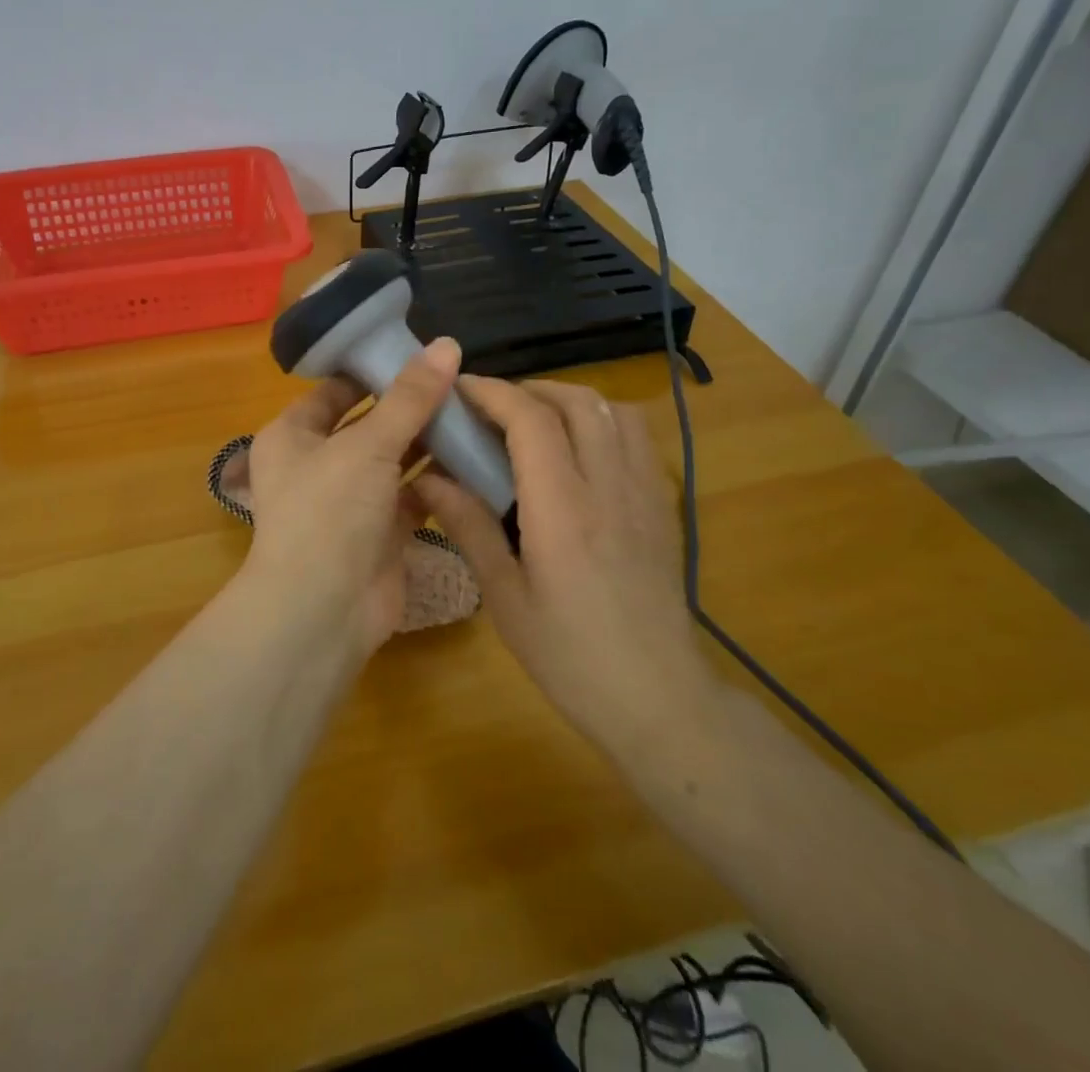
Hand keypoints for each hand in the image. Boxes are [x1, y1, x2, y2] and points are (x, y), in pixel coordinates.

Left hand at [244, 338, 463, 653]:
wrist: (322, 611)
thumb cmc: (329, 511)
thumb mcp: (367, 444)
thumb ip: (410, 397)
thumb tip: (447, 343)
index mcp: (293, 435)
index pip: (336, 389)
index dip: (375, 369)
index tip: (422, 352)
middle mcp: (317, 464)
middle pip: (369, 424)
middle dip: (411, 406)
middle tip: (461, 380)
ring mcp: (349, 501)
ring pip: (394, 460)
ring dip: (429, 442)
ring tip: (475, 411)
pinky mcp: (380, 532)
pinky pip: (412, 496)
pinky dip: (438, 481)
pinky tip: (475, 457)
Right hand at [412, 376, 716, 754]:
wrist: (658, 699)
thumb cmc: (570, 656)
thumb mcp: (505, 597)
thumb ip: (468, 527)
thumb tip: (426, 477)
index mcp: (563, 509)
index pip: (531, 420)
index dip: (492, 392)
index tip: (459, 390)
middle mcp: (609, 487)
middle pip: (576, 402)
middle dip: (528, 389)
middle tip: (490, 408)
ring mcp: (644, 493)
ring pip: (613, 411)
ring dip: (569, 400)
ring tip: (535, 421)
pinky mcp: (663, 506)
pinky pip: (638, 438)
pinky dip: (602, 421)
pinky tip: (579, 452)